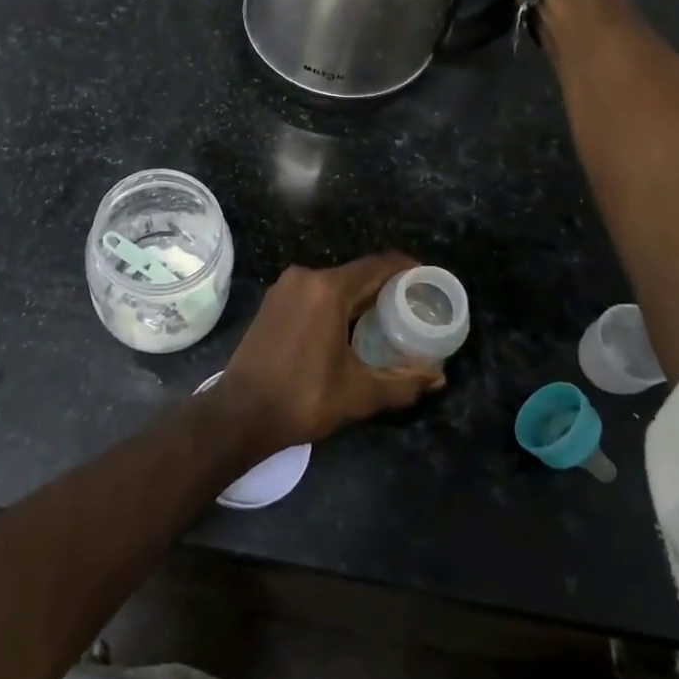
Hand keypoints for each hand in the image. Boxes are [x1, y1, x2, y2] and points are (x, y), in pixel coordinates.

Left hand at [214, 254, 442, 453]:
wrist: (240, 413)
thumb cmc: (303, 399)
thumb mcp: (360, 393)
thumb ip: (403, 382)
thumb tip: (438, 378)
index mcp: (327, 289)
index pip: (378, 265)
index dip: (407, 269)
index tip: (430, 280)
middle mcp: (305, 277)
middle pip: (356, 274)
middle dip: (387, 287)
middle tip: (415, 308)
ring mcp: (284, 288)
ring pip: (334, 284)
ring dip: (361, 297)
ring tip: (389, 319)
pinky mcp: (272, 302)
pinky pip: (315, 293)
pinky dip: (337, 304)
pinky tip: (352, 327)